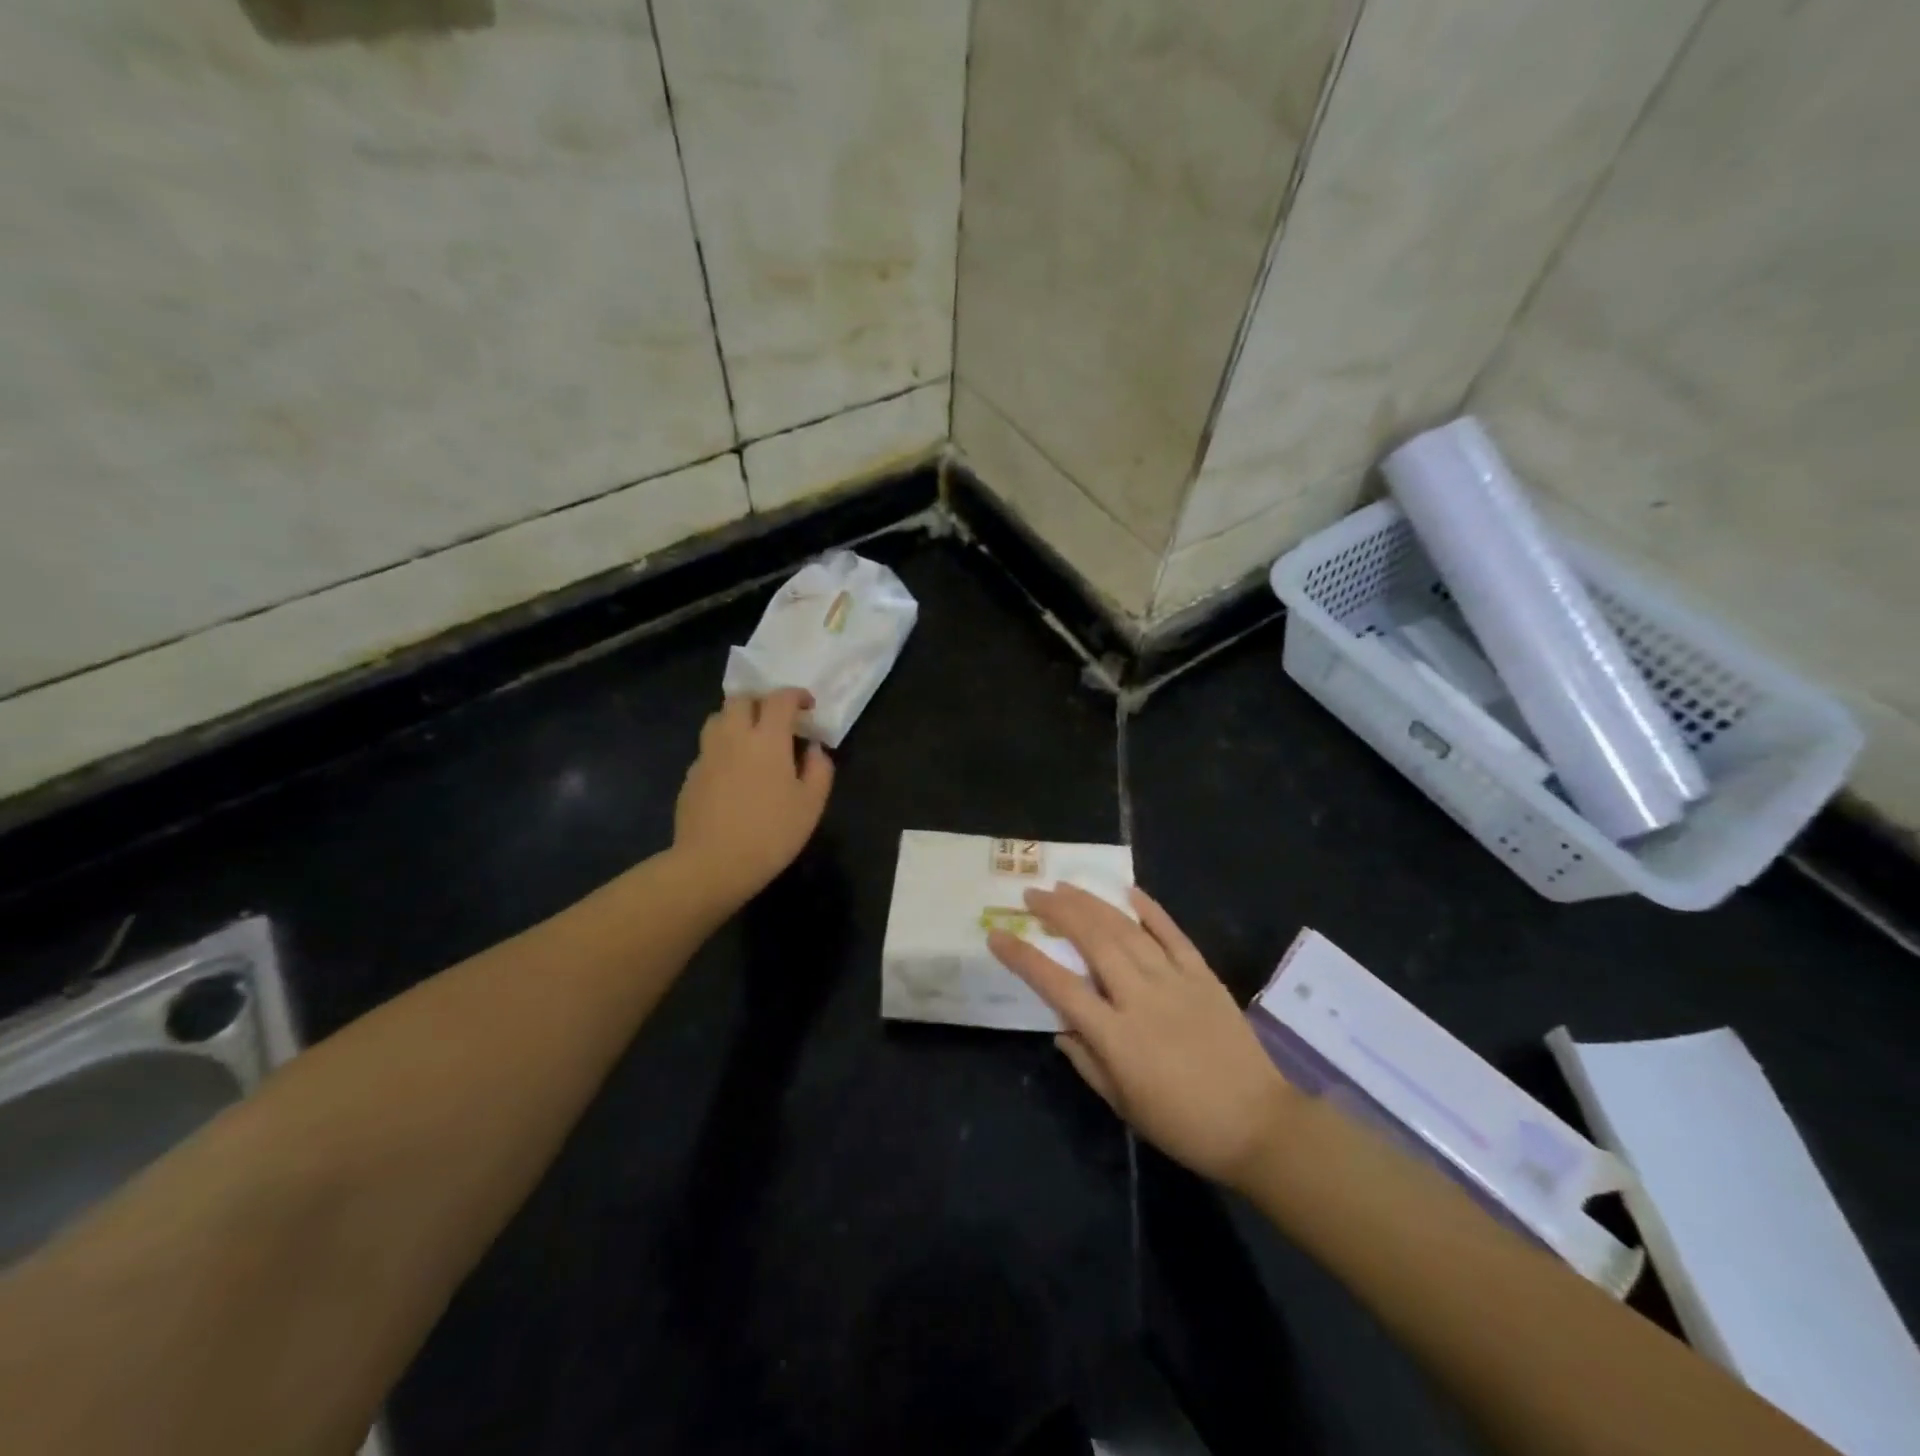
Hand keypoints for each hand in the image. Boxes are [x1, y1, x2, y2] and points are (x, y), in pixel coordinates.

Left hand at [673, 689, 833, 907]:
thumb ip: (819, 770)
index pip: (780, 699)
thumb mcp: (811, 805)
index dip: (796, 695)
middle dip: (761, 701)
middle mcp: (733, 737)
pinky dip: (723, 749)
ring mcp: (707, 755)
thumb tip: (814, 749)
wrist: (712, 864)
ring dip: (737, 719)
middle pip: (741, 699)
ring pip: (718, 719)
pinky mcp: (691, 776)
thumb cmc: (771, 833)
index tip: (807, 706)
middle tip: (776, 719)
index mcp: (767, 739)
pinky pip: (708, 748)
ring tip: (752, 739)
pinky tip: (733, 773)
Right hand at [988, 884, 1294, 1190]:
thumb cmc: (1182, 1124)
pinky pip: (1172, 933)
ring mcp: (1175, 981)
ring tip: (1066, 885)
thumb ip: (1086, 1061)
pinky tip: (1127, 890)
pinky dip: (1149, 908)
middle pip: (1093, 941)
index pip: (1058, 986)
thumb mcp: (1123, 1104)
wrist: (1257, 1124)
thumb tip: (1060, 1026)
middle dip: (1058, 911)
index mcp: (1116, 1036)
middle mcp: (1141, 998)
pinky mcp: (1203, 975)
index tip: (998, 935)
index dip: (1023, 957)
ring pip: (1127, 929)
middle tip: (1033, 894)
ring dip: (1092, 903)